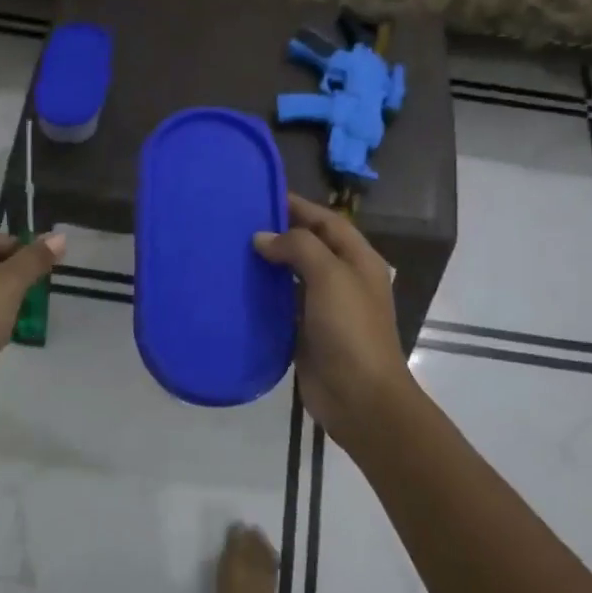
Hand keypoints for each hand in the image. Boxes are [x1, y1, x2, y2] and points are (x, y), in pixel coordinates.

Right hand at [253, 195, 415, 448]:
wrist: (359, 397)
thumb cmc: (350, 329)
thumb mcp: (330, 276)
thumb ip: (299, 248)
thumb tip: (263, 238)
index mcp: (358, 260)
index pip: (327, 221)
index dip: (299, 207)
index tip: (262, 195)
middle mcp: (343, 279)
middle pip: (309, 246)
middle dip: (279, 234)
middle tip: (238, 223)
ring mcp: (325, 308)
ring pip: (293, 277)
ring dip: (268, 265)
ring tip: (231, 252)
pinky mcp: (306, 333)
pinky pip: (282, 307)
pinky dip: (263, 296)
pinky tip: (237, 289)